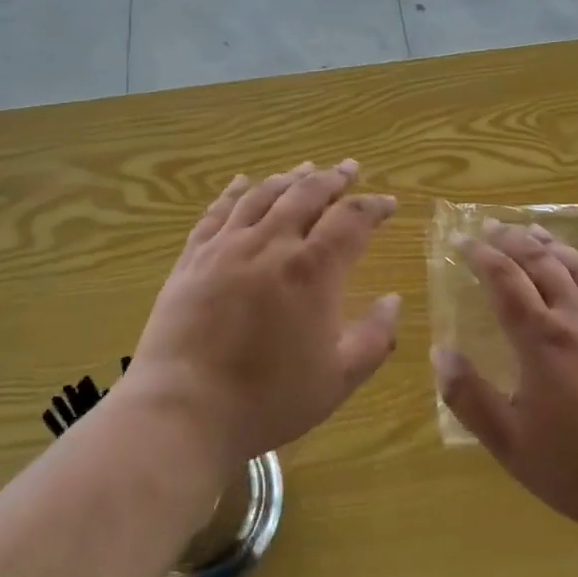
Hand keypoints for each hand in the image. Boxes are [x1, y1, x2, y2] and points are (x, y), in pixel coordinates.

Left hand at [128, 161, 401, 467]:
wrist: (184, 408)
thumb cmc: (268, 398)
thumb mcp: (337, 378)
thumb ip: (374, 337)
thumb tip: (393, 299)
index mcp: (312, 269)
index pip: (351, 220)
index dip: (373, 208)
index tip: (389, 204)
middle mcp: (271, 243)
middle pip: (307, 194)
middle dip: (333, 179)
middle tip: (349, 168)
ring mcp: (227, 246)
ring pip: (263, 195)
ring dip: (289, 178)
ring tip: (305, 169)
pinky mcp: (193, 257)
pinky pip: (217, 211)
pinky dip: (234, 191)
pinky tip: (242, 181)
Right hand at [433, 222, 577, 551]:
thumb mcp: (511, 444)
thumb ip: (470, 397)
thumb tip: (440, 351)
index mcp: (541, 340)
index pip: (505, 280)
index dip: (481, 256)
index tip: (462, 241)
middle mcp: (576, 319)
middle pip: (540, 263)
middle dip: (512, 240)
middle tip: (491, 227)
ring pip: (576, 267)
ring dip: (549, 244)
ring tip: (531, 230)